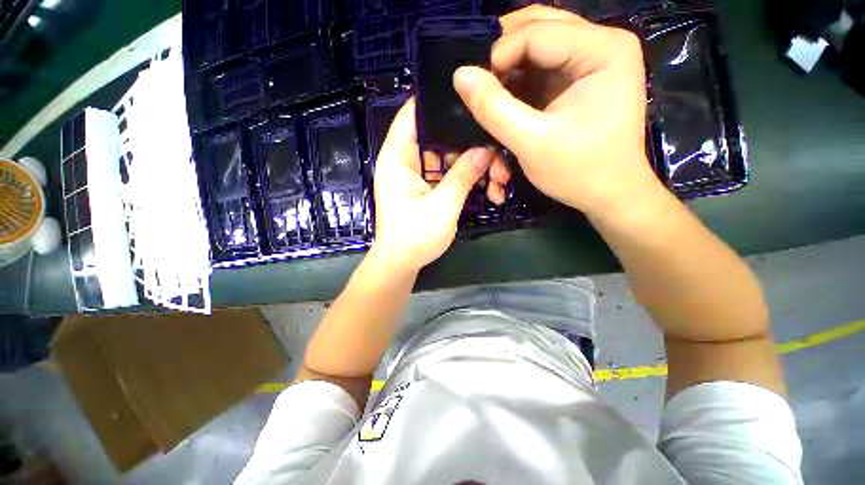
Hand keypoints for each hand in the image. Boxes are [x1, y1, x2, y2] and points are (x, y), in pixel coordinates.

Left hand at [371, 98, 496, 271]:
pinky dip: (466, 180)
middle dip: (467, 143)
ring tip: (499, 175)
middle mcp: (406, 162)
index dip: (436, 101)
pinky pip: (448, 176)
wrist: (402, 264)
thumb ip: (463, 176)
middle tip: (497, 147)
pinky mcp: (427, 190)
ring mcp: (418, 177)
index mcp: (397, 158)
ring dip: (472, 165)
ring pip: (448, 159)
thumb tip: (485, 150)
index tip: (468, 94)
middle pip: (438, 138)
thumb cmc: (414, 236)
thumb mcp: (442, 205)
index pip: (412, 115)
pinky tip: (488, 188)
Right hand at [453, 6, 660, 217]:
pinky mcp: (580, 80)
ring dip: (509, 71)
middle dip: (503, 57)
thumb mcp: (531, 143)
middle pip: (537, 28)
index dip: (498, 58)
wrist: (609, 195)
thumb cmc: (578, 171)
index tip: (476, 92)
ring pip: (536, 47)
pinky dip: (518, 84)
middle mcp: (601, 44)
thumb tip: (460, 75)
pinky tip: (507, 104)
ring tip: (491, 99)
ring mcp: (591, 60)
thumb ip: (494, 109)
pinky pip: (540, 68)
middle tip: (480, 86)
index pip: (536, 32)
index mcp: (602, 49)